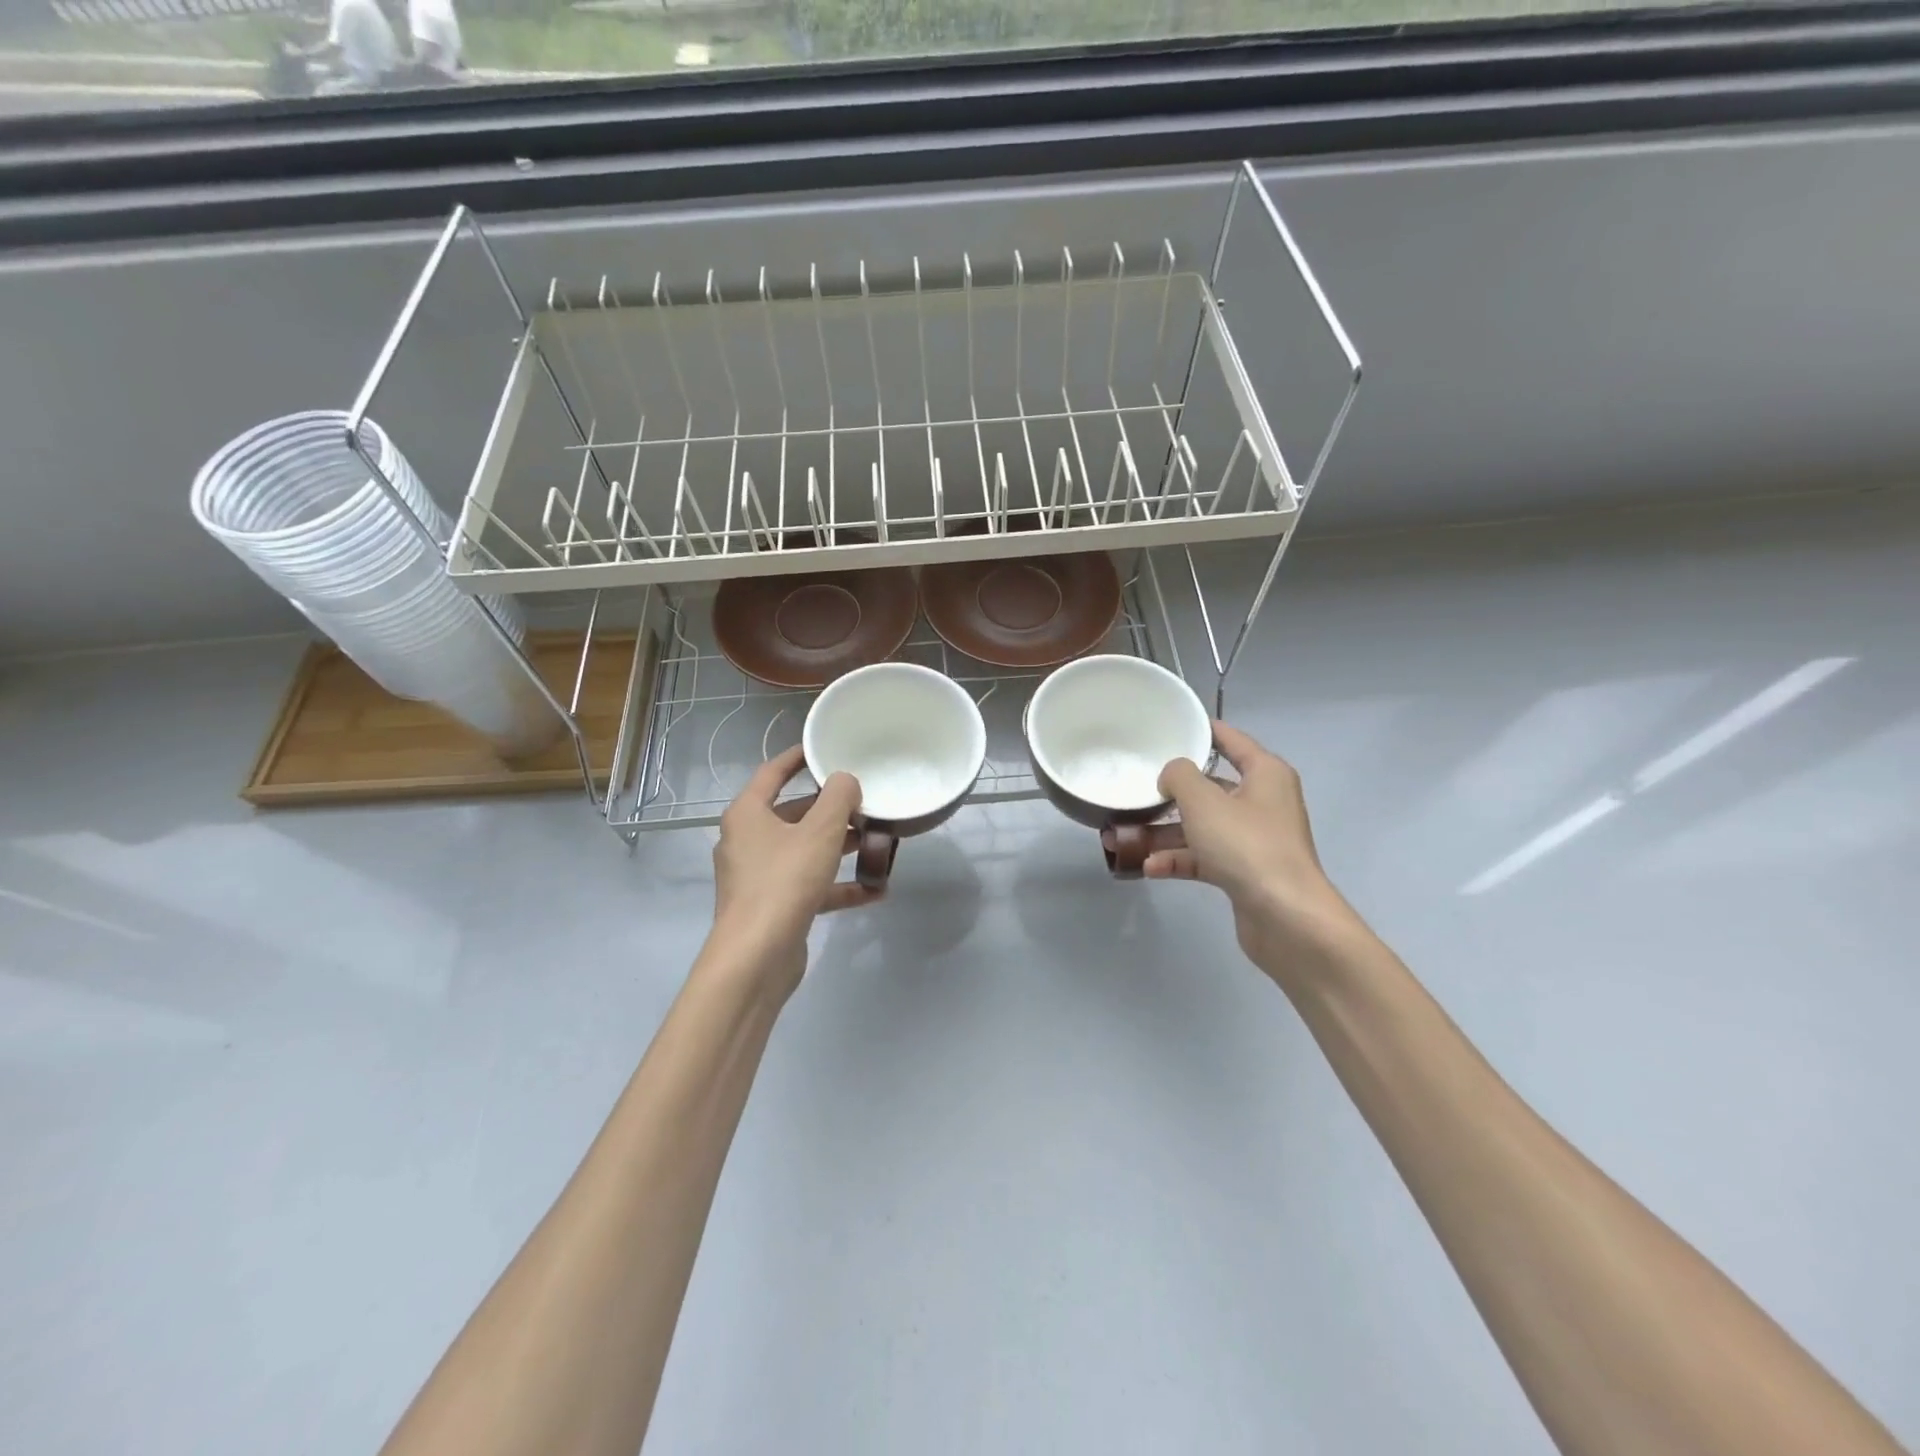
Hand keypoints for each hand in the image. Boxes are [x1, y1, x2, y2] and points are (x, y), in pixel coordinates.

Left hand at [706, 745, 880, 996]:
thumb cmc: (784, 882)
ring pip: (803, 851)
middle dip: (829, 809)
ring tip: (875, 842)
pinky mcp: (773, 906)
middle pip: (792, 814)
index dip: (798, 758)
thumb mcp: (820, 832)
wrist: (756, 957)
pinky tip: (874, 890)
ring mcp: (758, 876)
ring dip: (838, 846)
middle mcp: (747, 841)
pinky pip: (809, 886)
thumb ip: (838, 798)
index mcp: (748, 814)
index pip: (772, 772)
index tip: (824, 749)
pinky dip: (837, 885)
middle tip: (863, 802)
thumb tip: (845, 780)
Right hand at [1147, 721, 1366, 982]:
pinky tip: (1149, 868)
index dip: (1203, 731)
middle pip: (1210, 788)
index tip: (1171, 726)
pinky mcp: (1243, 872)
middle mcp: (1262, 802)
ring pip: (1201, 827)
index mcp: (1265, 775)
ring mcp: (1253, 840)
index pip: (1232, 741)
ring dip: (1164, 833)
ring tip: (1122, 838)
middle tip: (1135, 789)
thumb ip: (1180, 777)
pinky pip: (1204, 858)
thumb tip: (1172, 774)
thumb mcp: (1204, 801)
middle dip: (1169, 793)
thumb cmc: (1246, 845)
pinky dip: (1178, 860)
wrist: (1286, 917)